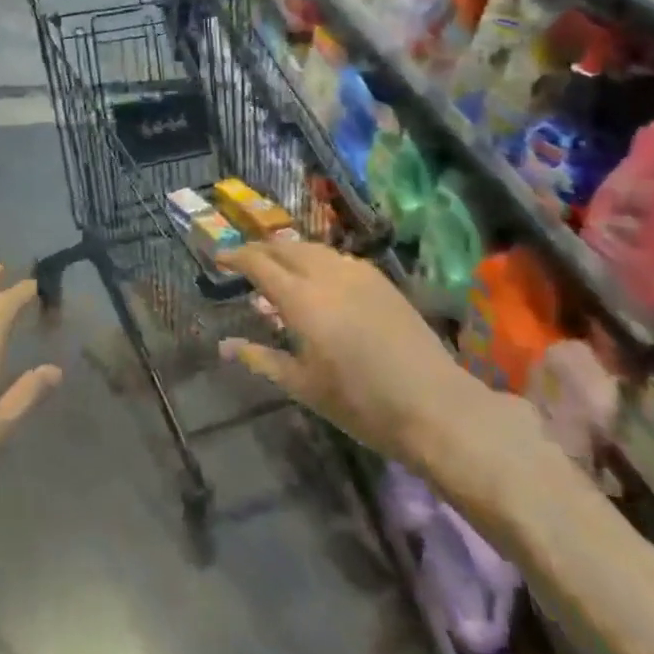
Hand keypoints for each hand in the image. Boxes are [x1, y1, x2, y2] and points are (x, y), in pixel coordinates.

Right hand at [220, 240, 553, 537]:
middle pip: (285, 247)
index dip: (235, 257)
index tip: (219, 258)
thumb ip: (261, 359)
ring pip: (313, 249)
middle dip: (261, 250)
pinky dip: (316, 260)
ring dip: (289, 252)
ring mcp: (358, 273)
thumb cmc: (361, 403)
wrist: (435, 406)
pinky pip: (337, 258)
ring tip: (278, 269)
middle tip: (244, 263)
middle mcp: (327, 274)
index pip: (259, 263)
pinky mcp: (381, 281)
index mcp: (301, 299)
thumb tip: (224, 346)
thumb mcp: (303, 386)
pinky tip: (318, 280)